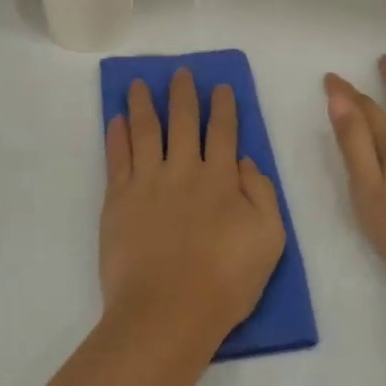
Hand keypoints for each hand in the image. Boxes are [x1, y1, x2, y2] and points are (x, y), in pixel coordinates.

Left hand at [101, 68, 286, 342]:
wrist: (168, 312)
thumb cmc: (226, 280)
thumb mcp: (269, 238)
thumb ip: (261, 192)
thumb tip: (243, 160)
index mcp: (220, 178)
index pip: (223, 131)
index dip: (223, 106)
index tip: (220, 87)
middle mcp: (183, 170)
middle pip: (182, 121)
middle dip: (183, 94)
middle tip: (180, 72)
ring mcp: (147, 183)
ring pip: (145, 131)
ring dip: (143, 104)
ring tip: (138, 83)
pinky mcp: (118, 201)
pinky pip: (117, 158)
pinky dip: (117, 136)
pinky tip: (116, 120)